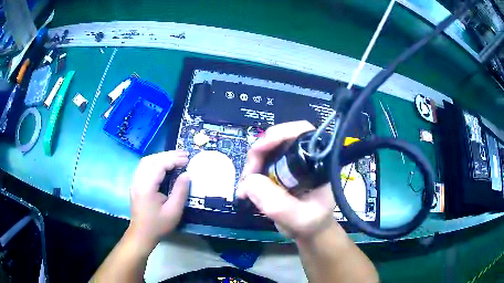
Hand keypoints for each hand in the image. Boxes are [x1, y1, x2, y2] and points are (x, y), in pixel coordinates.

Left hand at [128, 151, 189, 252]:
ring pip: (146, 161)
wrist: (142, 233)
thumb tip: (187, 174)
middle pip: (151, 160)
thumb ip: (180, 191)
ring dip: (161, 157)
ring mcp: (135, 181)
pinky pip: (144, 166)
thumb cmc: (158, 224)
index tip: (187, 160)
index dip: (173, 160)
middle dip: (168, 155)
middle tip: (184, 155)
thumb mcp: (173, 211)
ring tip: (176, 157)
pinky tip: (164, 164)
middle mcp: (138, 180)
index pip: (158, 165)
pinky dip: (155, 161)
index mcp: (146, 187)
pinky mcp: (136, 183)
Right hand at [237, 121, 336, 239]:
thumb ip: (277, 203)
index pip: (301, 132)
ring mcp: (291, 164)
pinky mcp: (280, 171)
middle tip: (248, 177)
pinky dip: (250, 176)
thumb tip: (250, 181)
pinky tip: (245, 190)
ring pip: (266, 152)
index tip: (258, 149)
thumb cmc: (311, 224)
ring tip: (244, 189)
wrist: (309, 232)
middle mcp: (305, 158)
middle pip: (278, 140)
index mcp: (318, 163)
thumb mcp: (298, 219)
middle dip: (258, 155)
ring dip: (252, 167)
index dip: (278, 134)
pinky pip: (261, 164)